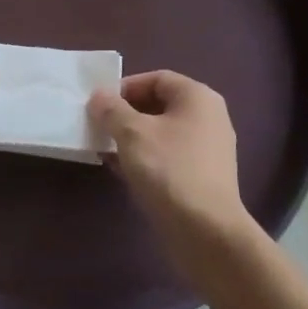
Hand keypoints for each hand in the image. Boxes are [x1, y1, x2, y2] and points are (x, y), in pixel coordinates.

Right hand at [89, 71, 252, 244]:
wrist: (205, 230)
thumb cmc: (168, 170)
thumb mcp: (131, 134)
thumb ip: (111, 110)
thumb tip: (99, 97)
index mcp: (197, 98)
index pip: (156, 78)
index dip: (125, 87)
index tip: (99, 105)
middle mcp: (208, 117)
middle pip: (159, 105)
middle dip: (125, 114)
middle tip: (99, 127)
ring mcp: (208, 149)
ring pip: (161, 133)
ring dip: (131, 138)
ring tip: (105, 150)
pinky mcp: (202, 176)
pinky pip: (168, 156)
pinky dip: (144, 158)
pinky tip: (121, 170)